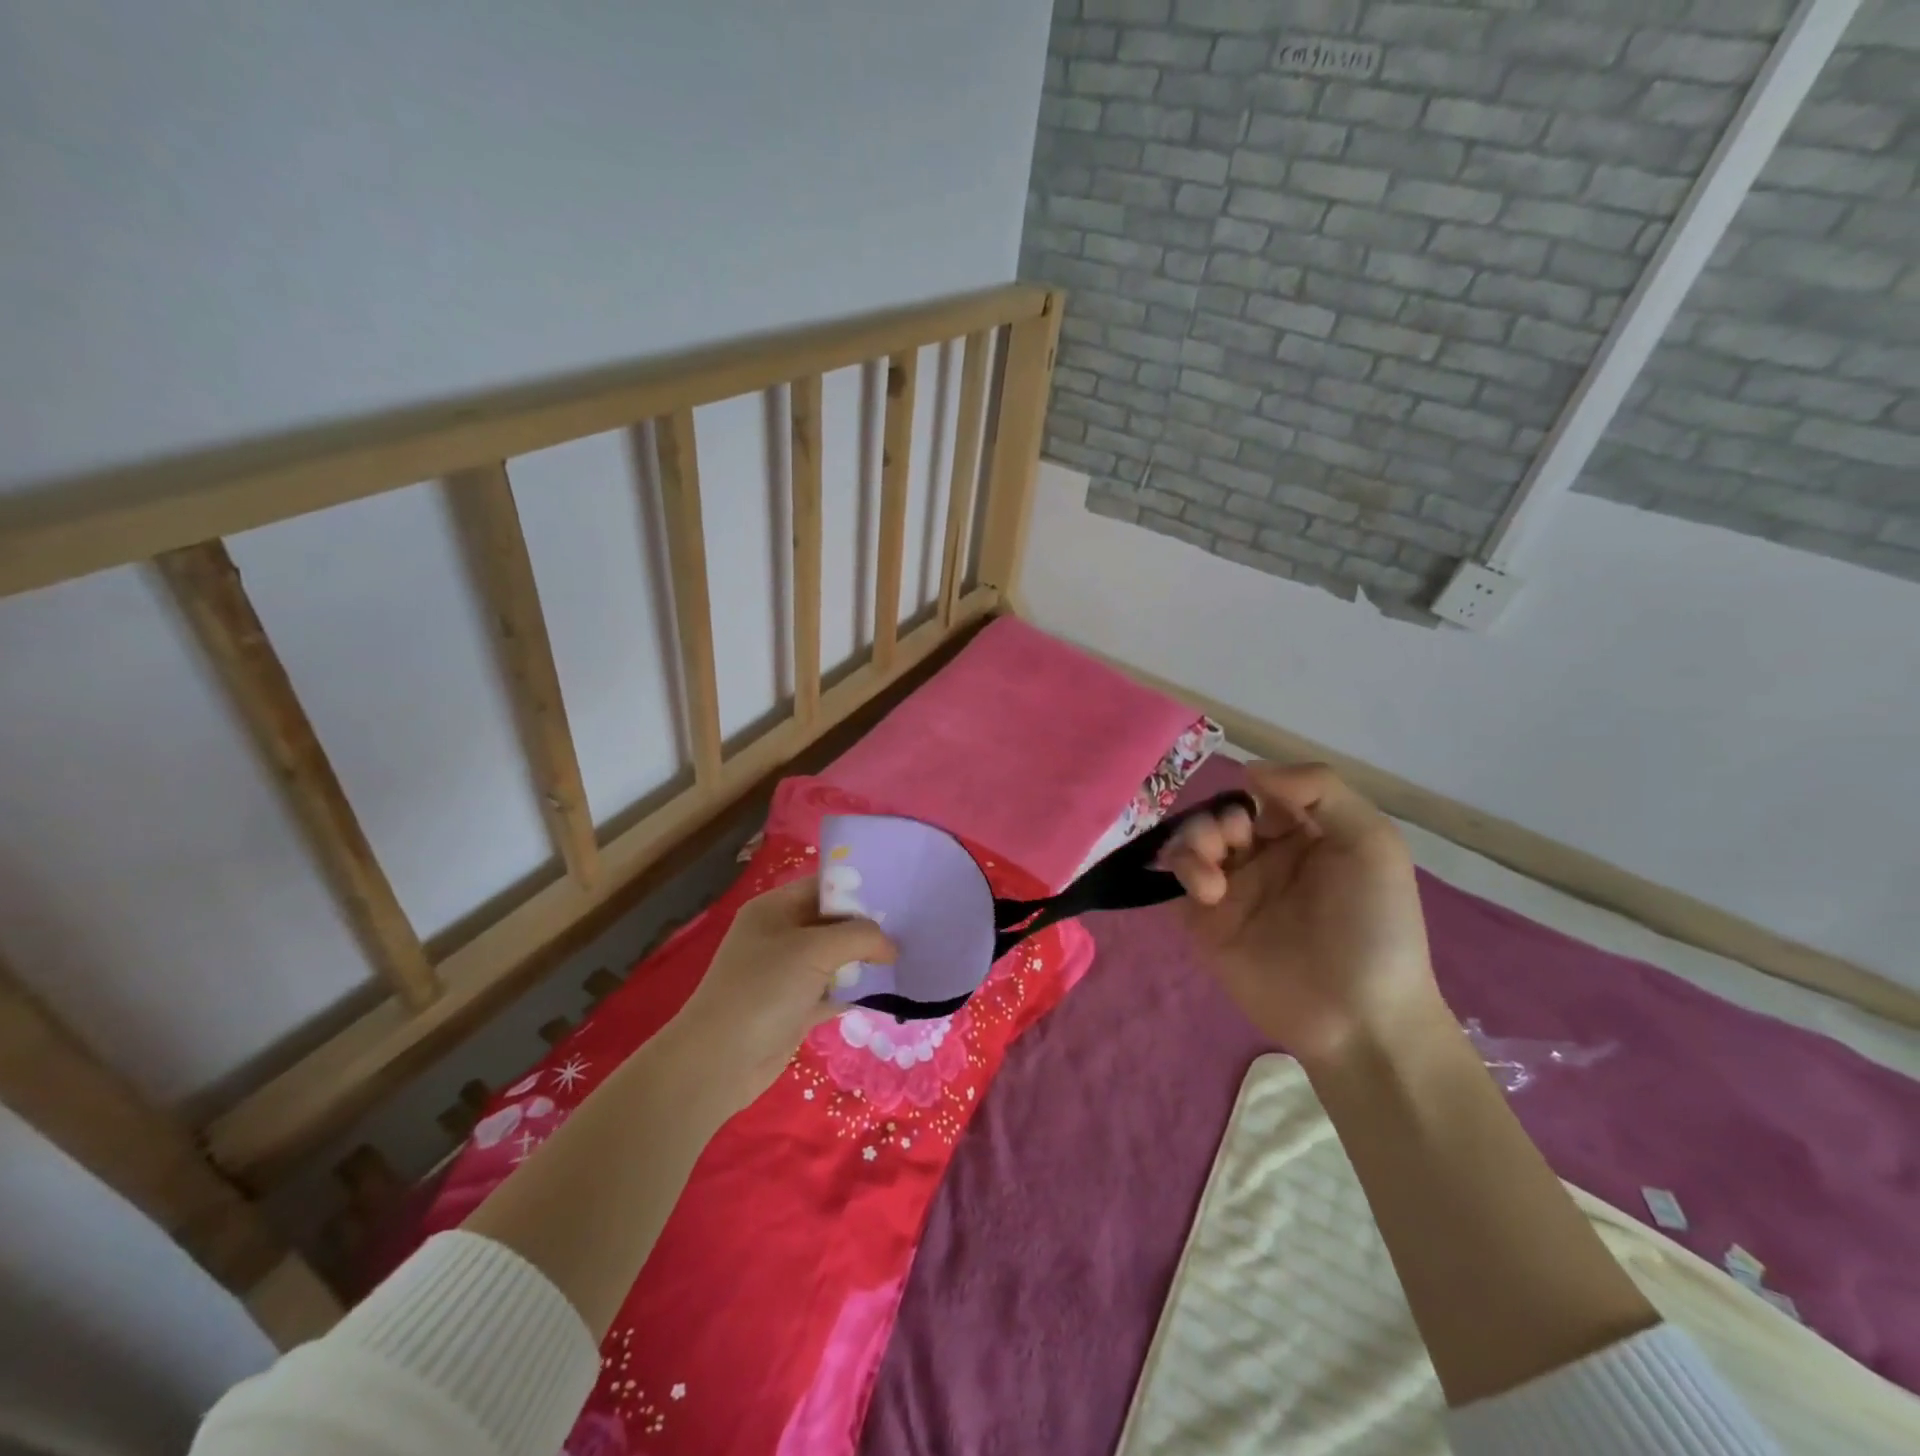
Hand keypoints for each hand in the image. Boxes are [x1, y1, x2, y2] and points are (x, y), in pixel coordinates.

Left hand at [661, 876, 895, 1115]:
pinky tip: (887, 991)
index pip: (824, 886)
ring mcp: (787, 973)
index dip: (859, 889)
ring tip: (907, 956)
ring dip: (865, 960)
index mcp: (775, 908)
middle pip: (833, 922)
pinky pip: (833, 990)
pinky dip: (856, 991)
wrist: (718, 1063)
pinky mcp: (795, 1007)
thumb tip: (891, 946)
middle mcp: (780, 935)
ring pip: (836, 958)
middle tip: (911, 927)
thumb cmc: (763, 990)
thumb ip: (860, 937)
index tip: (898, 894)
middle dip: (868, 926)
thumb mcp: (814, 950)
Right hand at [1159, 763, 1445, 1066]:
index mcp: (1306, 836)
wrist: (1358, 1016)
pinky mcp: (1205, 923)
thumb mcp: (1372, 843)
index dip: (1255, 792)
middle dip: (1217, 820)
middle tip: (1232, 842)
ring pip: (1190, 842)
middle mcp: (1265, 858)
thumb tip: (1250, 770)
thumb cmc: (1374, 925)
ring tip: (1211, 875)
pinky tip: (1206, 891)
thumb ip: (1320, 790)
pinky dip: (1180, 872)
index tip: (1257, 804)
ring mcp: (1232, 890)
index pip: (1262, 793)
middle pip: (1220, 815)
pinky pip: (1174, 883)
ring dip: (1194, 842)